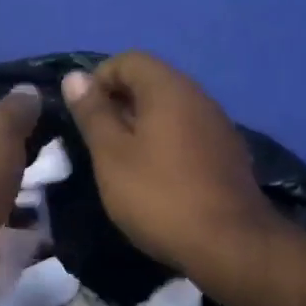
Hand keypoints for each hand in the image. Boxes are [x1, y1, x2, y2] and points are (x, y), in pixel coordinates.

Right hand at [61, 53, 281, 279]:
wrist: (230, 245)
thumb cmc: (159, 195)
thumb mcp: (111, 155)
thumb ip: (92, 113)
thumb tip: (75, 77)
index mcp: (168, 88)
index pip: (128, 60)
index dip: (99, 80)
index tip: (84, 115)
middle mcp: (197, 96)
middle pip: (150, 82)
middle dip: (118, 103)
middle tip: (98, 142)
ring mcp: (217, 125)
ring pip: (169, 109)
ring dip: (141, 125)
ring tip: (121, 162)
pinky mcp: (227, 153)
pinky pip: (187, 132)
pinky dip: (164, 143)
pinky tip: (155, 178)